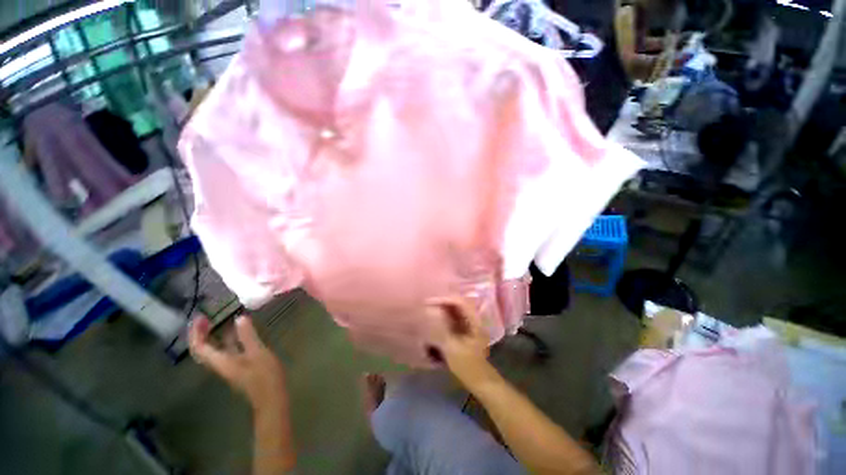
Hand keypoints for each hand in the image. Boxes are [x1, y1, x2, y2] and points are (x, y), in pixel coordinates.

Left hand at [189, 315, 286, 409]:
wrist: (271, 396)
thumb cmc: (264, 375)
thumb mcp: (257, 352)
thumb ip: (247, 336)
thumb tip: (240, 318)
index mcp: (221, 361)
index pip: (200, 347)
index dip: (196, 332)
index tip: (201, 317)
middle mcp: (221, 364)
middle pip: (204, 349)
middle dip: (202, 333)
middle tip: (207, 317)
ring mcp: (230, 366)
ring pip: (216, 350)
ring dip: (215, 335)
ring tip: (222, 319)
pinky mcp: (239, 366)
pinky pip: (227, 350)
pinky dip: (228, 339)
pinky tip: (239, 332)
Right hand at [427, 297, 496, 388]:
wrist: (480, 382)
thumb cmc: (468, 366)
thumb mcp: (453, 347)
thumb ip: (442, 328)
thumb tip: (431, 311)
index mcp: (474, 321)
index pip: (460, 301)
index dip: (444, 298)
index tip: (429, 301)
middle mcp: (473, 319)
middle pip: (458, 303)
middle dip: (442, 301)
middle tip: (427, 302)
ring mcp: (470, 324)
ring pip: (456, 310)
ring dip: (443, 307)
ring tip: (429, 307)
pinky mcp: (465, 331)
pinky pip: (454, 317)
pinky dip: (444, 315)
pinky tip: (435, 318)